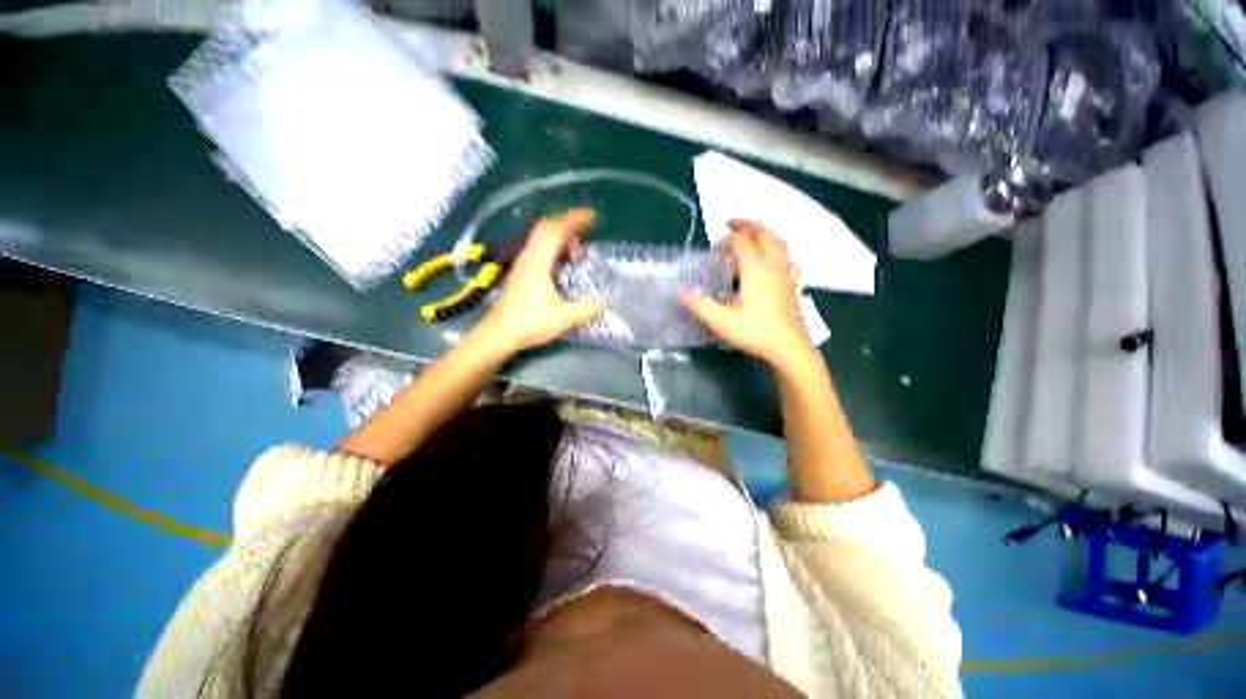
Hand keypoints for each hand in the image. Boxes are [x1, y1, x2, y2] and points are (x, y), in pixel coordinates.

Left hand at [474, 208, 604, 354]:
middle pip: (546, 228)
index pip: (556, 231)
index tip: (591, 216)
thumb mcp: (563, 319)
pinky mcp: (521, 272)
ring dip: (560, 237)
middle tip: (586, 229)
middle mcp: (529, 257)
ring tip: (577, 252)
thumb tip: (605, 300)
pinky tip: (562, 264)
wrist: (499, 334)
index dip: (574, 220)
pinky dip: (554, 248)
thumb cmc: (529, 324)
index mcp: (538, 262)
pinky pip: (539, 249)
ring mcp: (523, 264)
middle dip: (567, 223)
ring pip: (541, 238)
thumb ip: (586, 308)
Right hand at [681, 220, 812, 368]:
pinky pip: (788, 260)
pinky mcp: (793, 286)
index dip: (725, 240)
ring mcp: (787, 275)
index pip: (741, 240)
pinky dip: (778, 254)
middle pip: (764, 233)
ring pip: (779, 243)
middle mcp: (774, 265)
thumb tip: (681, 292)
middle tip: (731, 226)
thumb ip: (699, 304)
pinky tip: (773, 265)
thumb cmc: (755, 332)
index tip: (713, 253)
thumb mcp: (721, 320)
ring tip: (750, 241)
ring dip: (764, 236)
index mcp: (756, 269)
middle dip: (747, 225)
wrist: (789, 349)